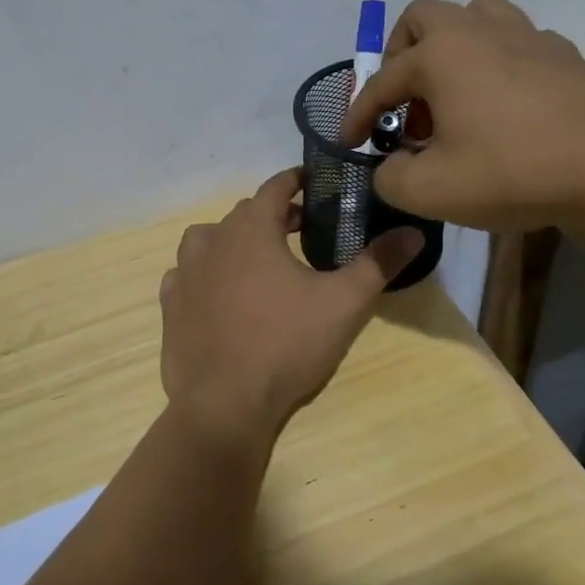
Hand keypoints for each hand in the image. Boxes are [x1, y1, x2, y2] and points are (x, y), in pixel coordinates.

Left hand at [159, 169, 423, 438]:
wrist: (224, 404)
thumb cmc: (286, 344)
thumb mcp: (344, 303)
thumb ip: (378, 263)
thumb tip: (413, 232)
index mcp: (251, 230)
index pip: (274, 187)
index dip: (296, 181)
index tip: (314, 184)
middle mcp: (211, 241)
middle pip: (244, 214)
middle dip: (274, 215)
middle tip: (302, 230)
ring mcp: (185, 273)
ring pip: (209, 240)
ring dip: (234, 241)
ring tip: (259, 261)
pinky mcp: (170, 306)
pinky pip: (187, 275)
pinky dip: (206, 274)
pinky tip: (221, 294)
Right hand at [339, 0, 584, 230]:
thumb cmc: (512, 170)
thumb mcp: (429, 190)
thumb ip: (391, 178)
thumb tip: (393, 166)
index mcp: (439, 55)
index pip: (381, 82)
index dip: (358, 115)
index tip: (351, 143)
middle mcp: (479, 31)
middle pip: (423, 17)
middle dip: (400, 54)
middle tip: (404, 99)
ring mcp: (528, 37)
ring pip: (476, 16)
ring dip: (452, 46)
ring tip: (452, 91)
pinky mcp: (565, 56)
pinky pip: (517, 42)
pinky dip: (497, 63)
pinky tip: (504, 103)